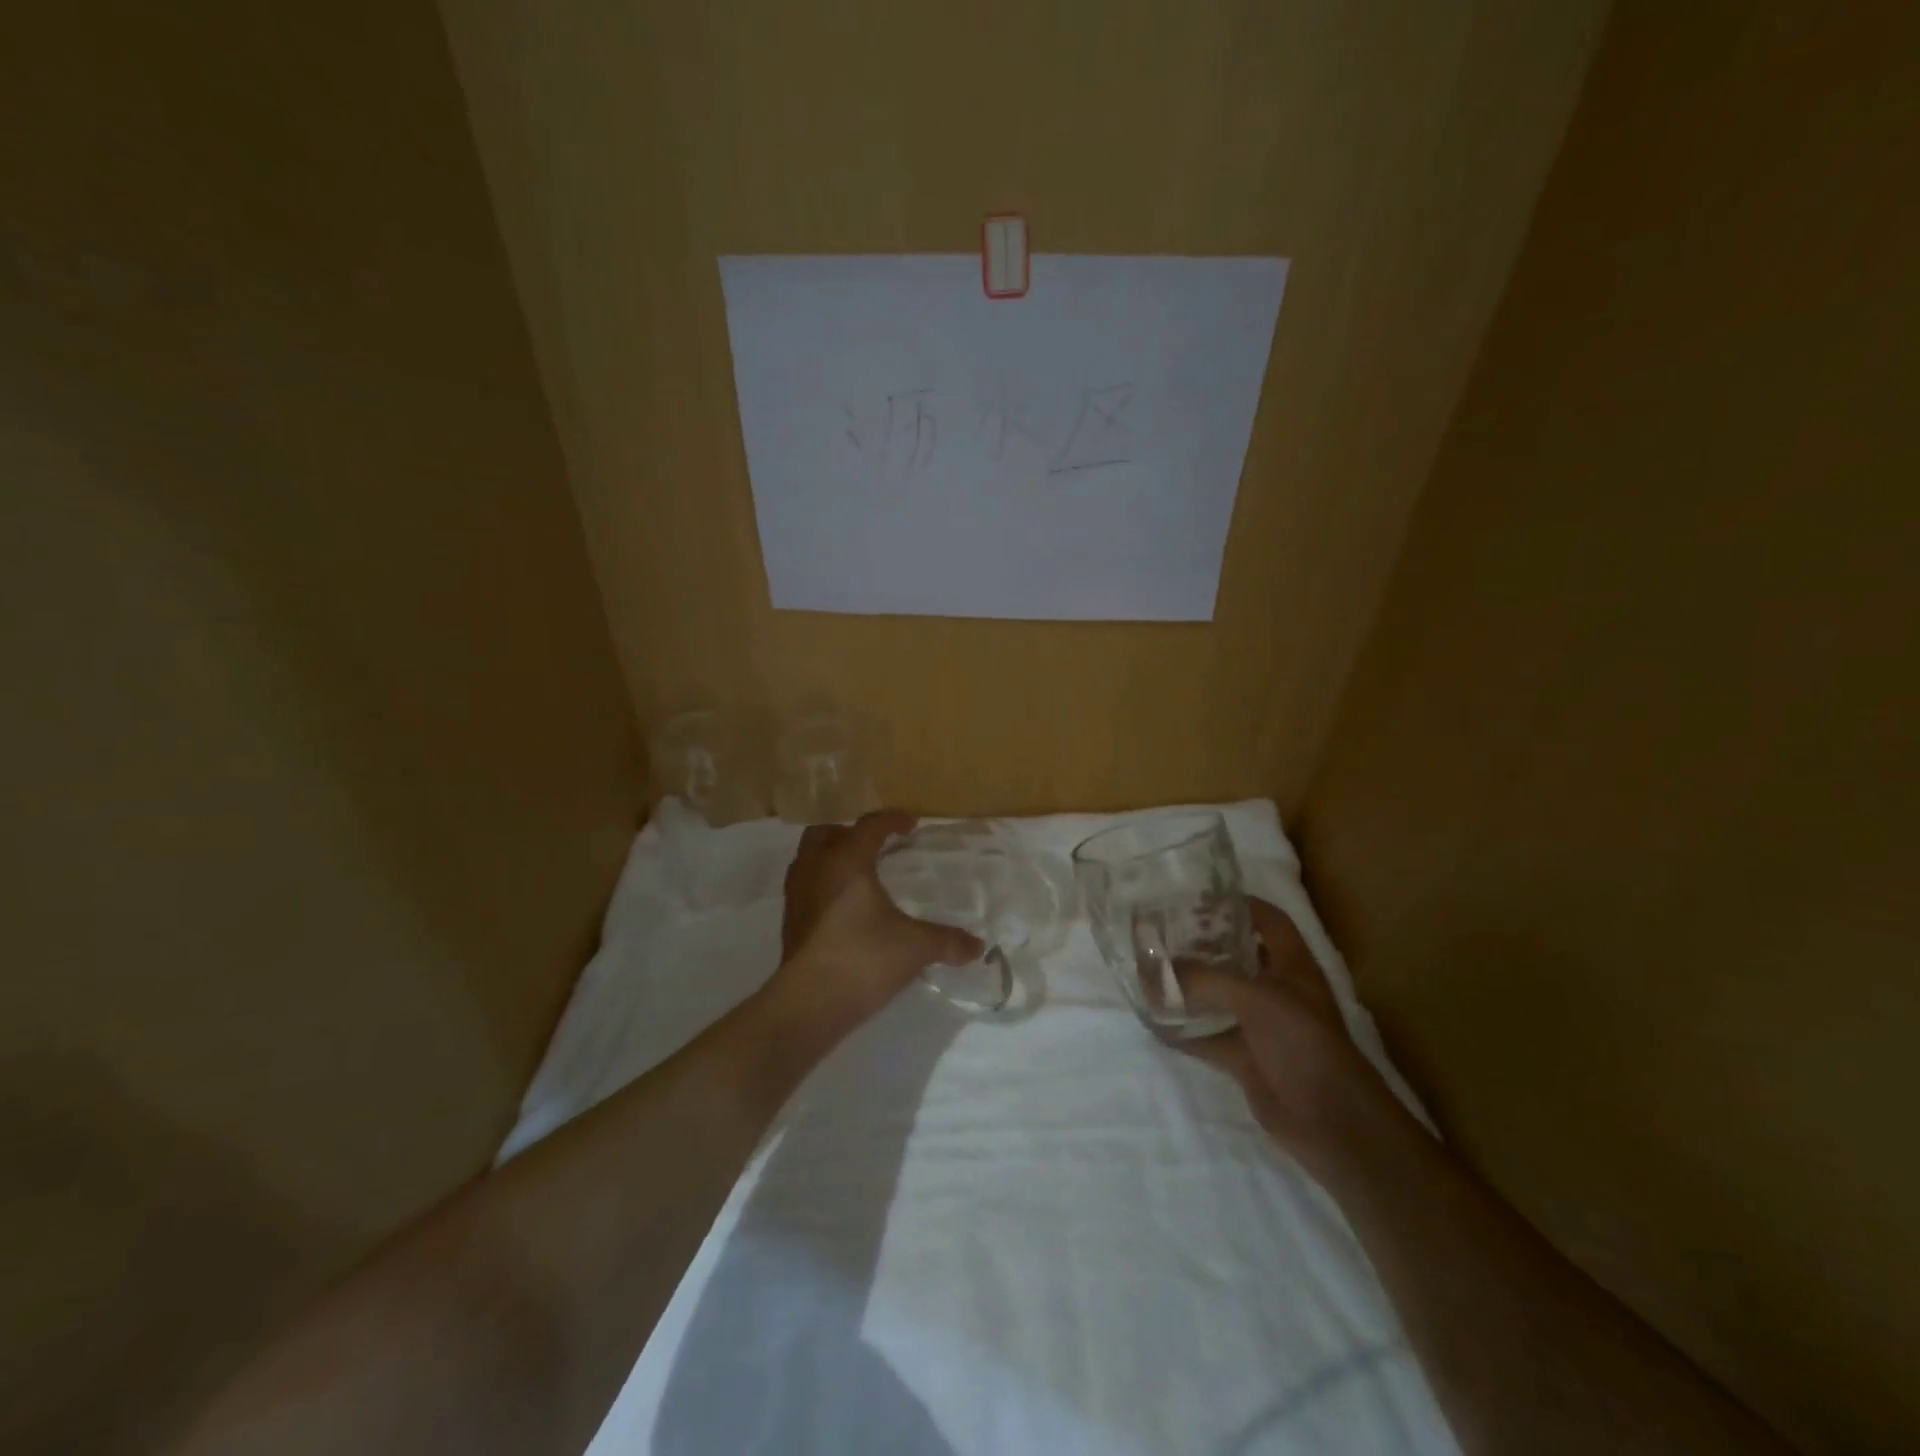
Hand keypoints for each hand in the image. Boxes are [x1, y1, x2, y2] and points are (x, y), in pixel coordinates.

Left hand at [771, 811, 983, 1041]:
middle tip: (875, 846)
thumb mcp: (915, 947)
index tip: (911, 824)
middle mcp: (816, 868)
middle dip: (851, 833)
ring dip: (831, 857)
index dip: (892, 820)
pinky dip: (822, 884)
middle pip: (827, 833)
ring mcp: (797, 894)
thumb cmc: (864, 958)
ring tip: (857, 873)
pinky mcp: (790, 921)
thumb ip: (947, 941)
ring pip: (809, 858)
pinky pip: (804, 886)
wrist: (810, 1002)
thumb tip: (977, 947)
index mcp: (847, 860)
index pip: (870, 826)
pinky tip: (843, 907)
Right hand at [1176, 897, 1396, 1171]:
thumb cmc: (1303, 1042)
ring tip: (1149, 970)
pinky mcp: (1247, 1058)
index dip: (1239, 905)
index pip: (1268, 920)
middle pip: (1237, 956)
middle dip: (1202, 945)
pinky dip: (1183, 1030)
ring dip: (1188, 988)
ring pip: (1219, 996)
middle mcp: (1277, 989)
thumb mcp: (1254, 999)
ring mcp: (1261, 1025)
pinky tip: (1154, 1021)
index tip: (1197, 898)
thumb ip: (1202, 981)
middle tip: (1161, 933)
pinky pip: (1209, 1036)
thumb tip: (1149, 975)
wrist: (1331, 1121)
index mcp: (1291, 964)